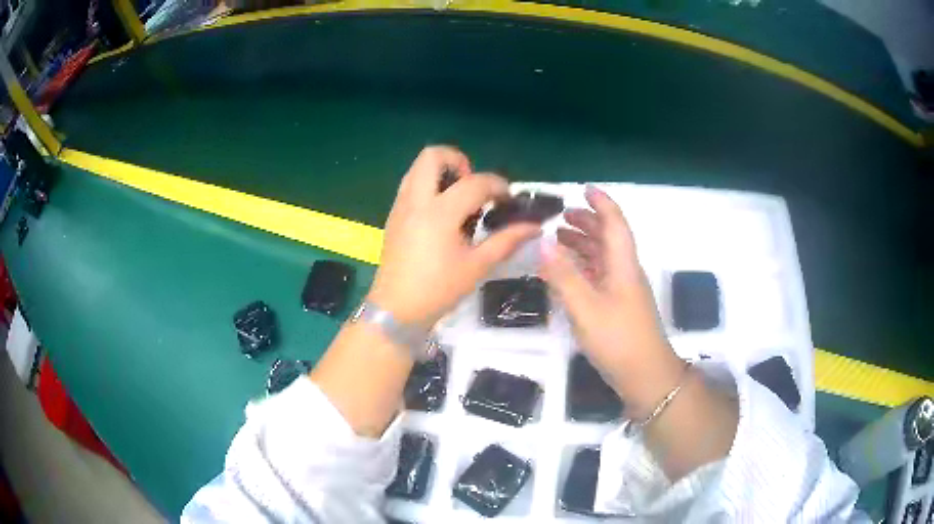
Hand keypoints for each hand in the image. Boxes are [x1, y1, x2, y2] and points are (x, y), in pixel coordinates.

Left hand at [368, 146, 539, 326]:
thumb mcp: (478, 266)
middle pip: (432, 156)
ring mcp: (401, 206)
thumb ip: (507, 241)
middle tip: (473, 188)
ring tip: (459, 200)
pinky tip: (442, 215)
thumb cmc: (438, 290)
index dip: (498, 185)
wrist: (396, 310)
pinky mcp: (393, 216)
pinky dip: (429, 186)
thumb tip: (534, 227)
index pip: (474, 182)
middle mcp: (416, 200)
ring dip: (441, 172)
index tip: (509, 199)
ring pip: (417, 168)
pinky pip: (411, 186)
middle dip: (458, 161)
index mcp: (439, 212)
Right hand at [540, 185, 683, 417]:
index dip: (602, 203)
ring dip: (584, 244)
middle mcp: (625, 271)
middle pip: (609, 238)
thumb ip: (564, 275)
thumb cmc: (619, 339)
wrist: (645, 376)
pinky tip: (568, 273)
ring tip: (560, 238)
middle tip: (562, 216)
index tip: (584, 189)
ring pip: (604, 257)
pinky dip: (584, 267)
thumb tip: (543, 242)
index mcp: (623, 264)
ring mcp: (623, 290)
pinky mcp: (619, 307)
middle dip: (588, 222)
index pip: (615, 223)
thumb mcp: (586, 307)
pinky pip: (600, 276)